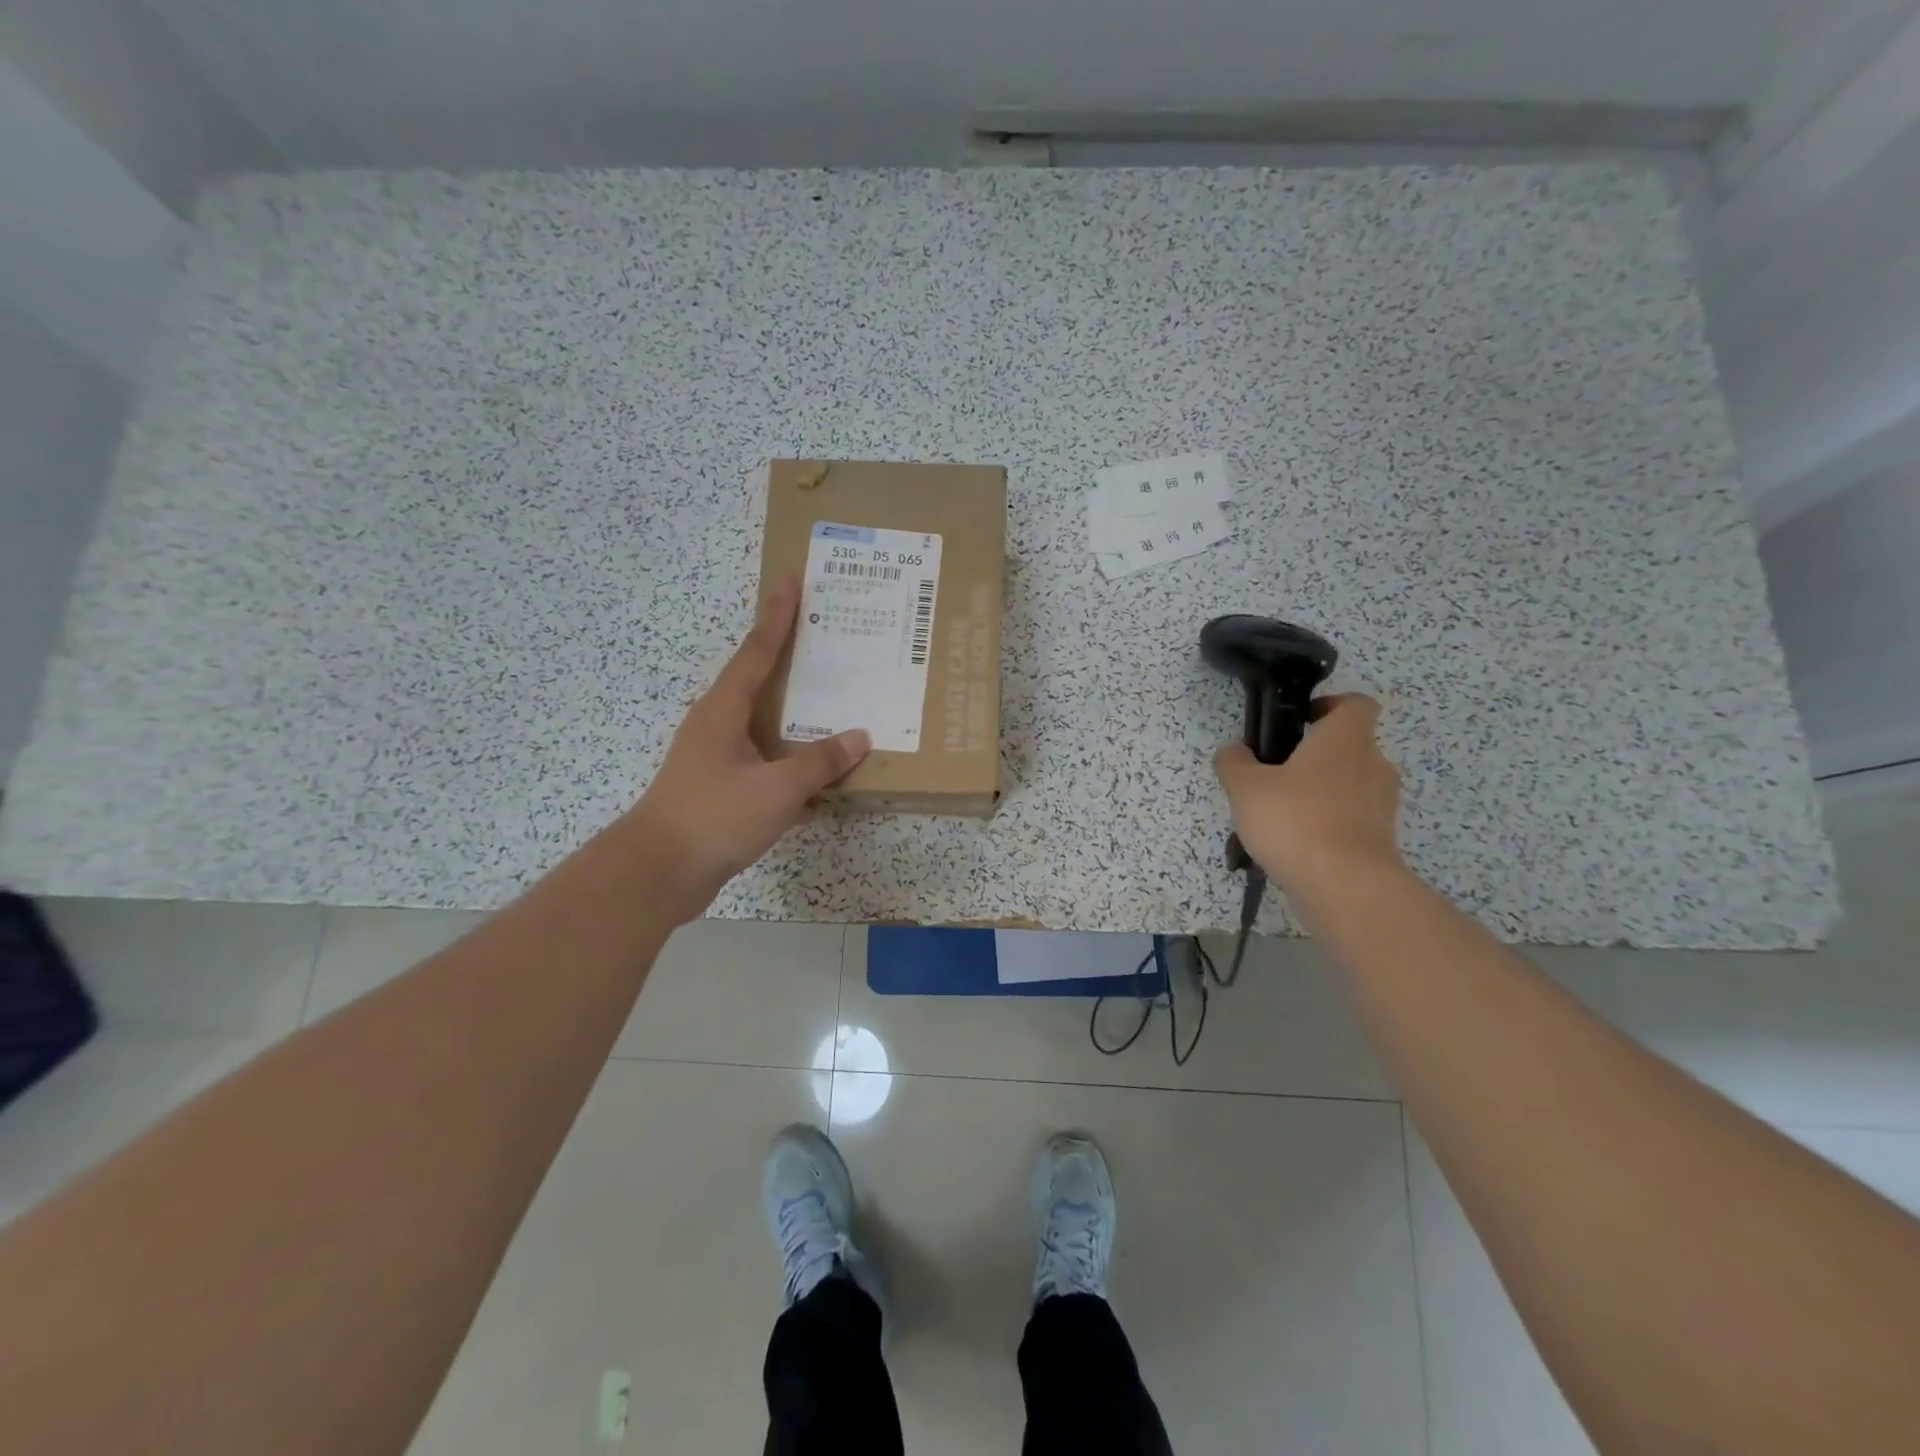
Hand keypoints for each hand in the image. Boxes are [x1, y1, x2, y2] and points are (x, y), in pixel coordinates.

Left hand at [631, 579, 869, 919]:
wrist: (657, 873)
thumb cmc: (714, 817)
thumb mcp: (776, 788)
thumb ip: (819, 762)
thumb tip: (858, 738)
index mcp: (724, 710)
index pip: (757, 651)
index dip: (777, 616)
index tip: (790, 580)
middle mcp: (717, 726)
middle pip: (760, 682)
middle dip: (791, 661)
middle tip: (826, 638)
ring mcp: (717, 760)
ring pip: (766, 728)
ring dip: (797, 718)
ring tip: (834, 706)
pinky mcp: (721, 791)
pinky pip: (767, 766)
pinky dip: (793, 766)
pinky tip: (822, 781)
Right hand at [1213, 693, 1402, 892]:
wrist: (1344, 886)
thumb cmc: (1295, 820)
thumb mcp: (1245, 787)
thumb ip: (1234, 763)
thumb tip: (1234, 751)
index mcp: (1345, 739)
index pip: (1355, 704)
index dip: (1330, 705)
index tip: (1300, 722)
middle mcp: (1373, 764)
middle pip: (1351, 746)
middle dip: (1317, 756)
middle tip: (1278, 774)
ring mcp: (1382, 805)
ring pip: (1352, 785)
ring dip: (1323, 792)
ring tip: (1284, 815)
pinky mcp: (1382, 839)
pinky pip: (1353, 819)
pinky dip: (1330, 824)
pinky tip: (1297, 843)